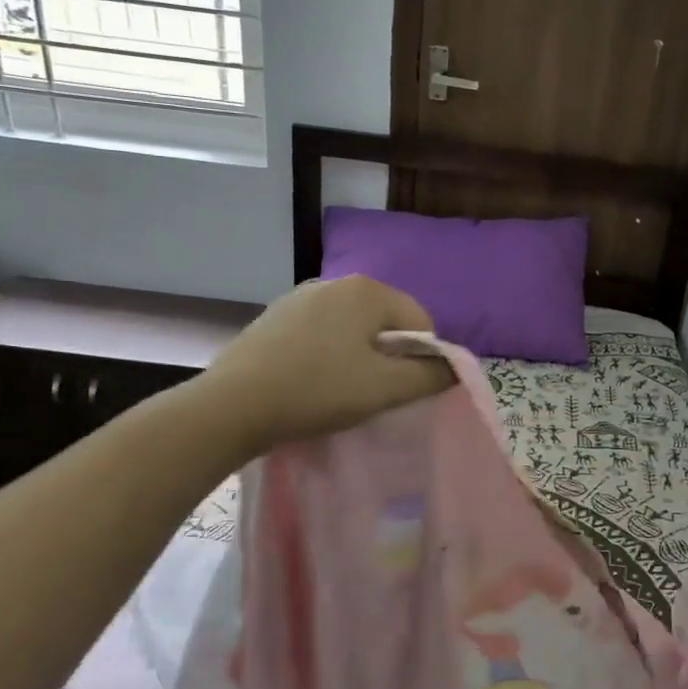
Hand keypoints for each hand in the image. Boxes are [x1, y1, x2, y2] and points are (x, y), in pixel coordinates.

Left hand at [198, 276, 456, 451]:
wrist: (232, 406)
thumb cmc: (318, 391)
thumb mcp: (384, 389)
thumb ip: (429, 376)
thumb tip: (455, 368)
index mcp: (367, 290)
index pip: (420, 322)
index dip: (422, 359)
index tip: (402, 391)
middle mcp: (335, 282)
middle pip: (386, 321)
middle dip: (389, 356)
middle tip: (374, 394)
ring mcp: (300, 297)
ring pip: (352, 328)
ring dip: (359, 356)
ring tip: (341, 391)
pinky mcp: (275, 317)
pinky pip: (321, 333)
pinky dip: (328, 355)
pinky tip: (312, 382)